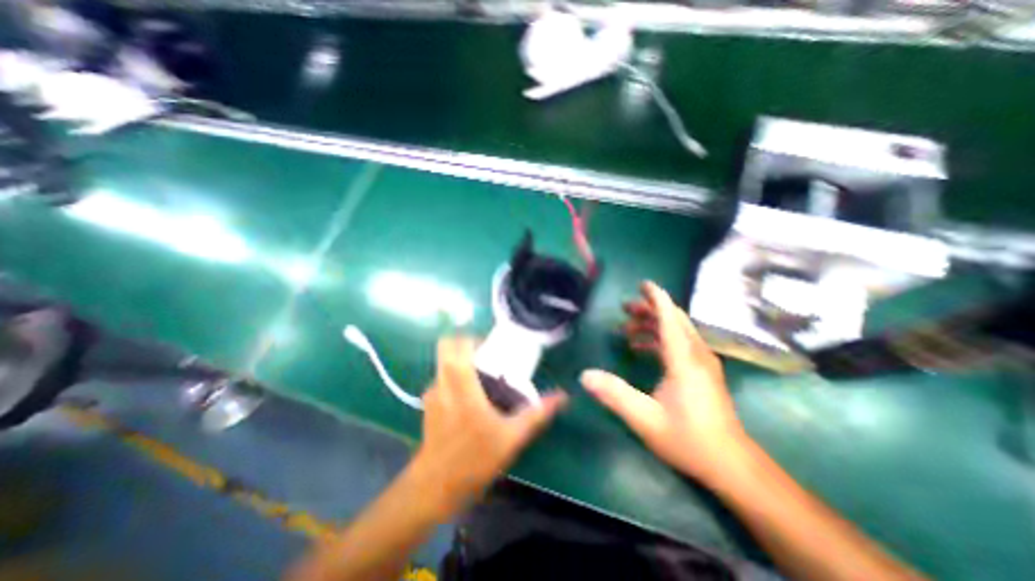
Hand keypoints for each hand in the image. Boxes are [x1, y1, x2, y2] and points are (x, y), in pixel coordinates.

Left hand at [408, 336, 564, 516]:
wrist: (434, 488)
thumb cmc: (473, 460)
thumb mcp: (511, 438)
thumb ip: (536, 414)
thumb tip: (562, 397)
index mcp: (461, 385)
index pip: (457, 345)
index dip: (472, 338)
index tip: (490, 346)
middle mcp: (442, 383)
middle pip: (447, 347)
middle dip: (466, 345)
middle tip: (488, 356)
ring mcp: (432, 393)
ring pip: (444, 362)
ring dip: (461, 360)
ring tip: (482, 374)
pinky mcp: (428, 404)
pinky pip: (443, 378)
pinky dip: (455, 376)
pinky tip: (470, 395)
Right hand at [581, 281, 744, 485]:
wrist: (733, 466)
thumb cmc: (690, 440)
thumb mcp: (646, 419)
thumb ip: (614, 395)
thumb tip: (585, 375)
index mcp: (684, 360)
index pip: (669, 318)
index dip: (656, 298)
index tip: (642, 284)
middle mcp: (697, 354)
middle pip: (674, 319)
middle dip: (649, 309)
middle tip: (624, 309)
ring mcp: (703, 363)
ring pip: (678, 331)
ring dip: (654, 324)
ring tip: (627, 330)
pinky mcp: (704, 372)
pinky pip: (681, 344)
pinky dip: (661, 339)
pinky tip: (644, 349)